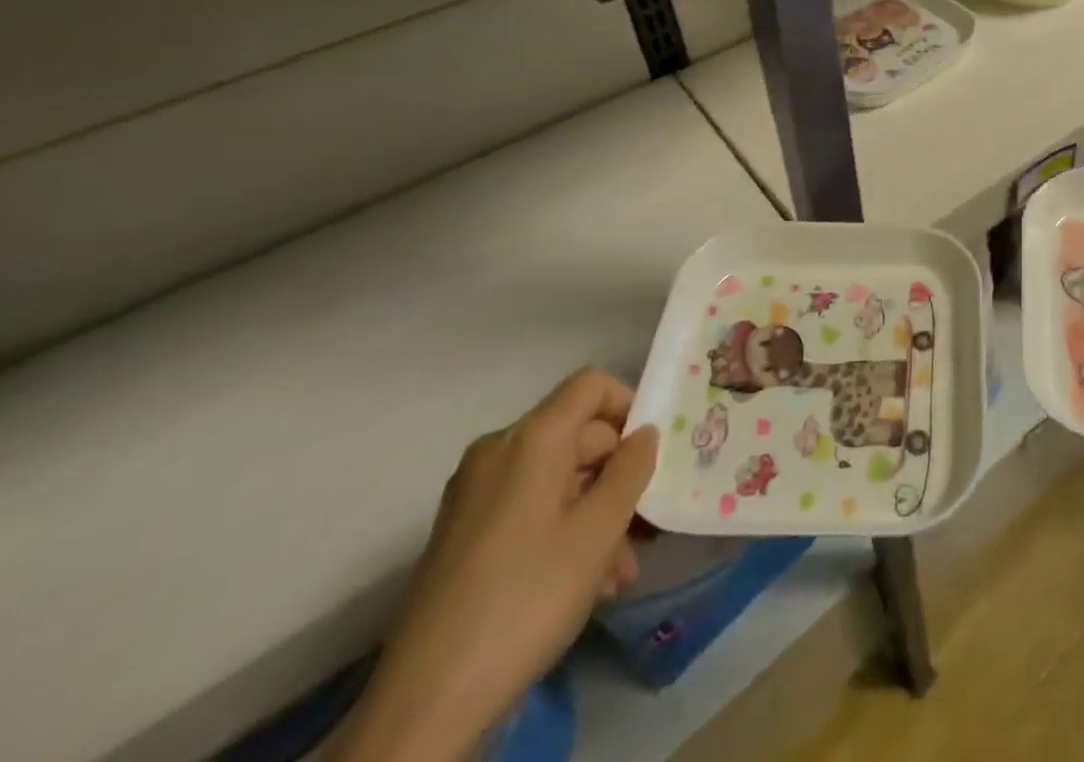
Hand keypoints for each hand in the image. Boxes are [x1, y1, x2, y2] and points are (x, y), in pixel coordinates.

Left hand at [330, 369, 658, 761]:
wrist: (425, 705)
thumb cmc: (527, 597)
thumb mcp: (599, 531)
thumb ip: (632, 470)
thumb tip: (644, 434)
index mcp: (530, 438)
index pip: (591, 385)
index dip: (629, 405)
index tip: (651, 451)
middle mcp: (497, 453)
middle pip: (577, 435)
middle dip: (618, 476)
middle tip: (646, 525)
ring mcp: (474, 496)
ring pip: (557, 481)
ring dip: (596, 514)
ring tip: (621, 572)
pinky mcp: (463, 537)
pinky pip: (529, 510)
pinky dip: (563, 532)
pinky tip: (588, 584)